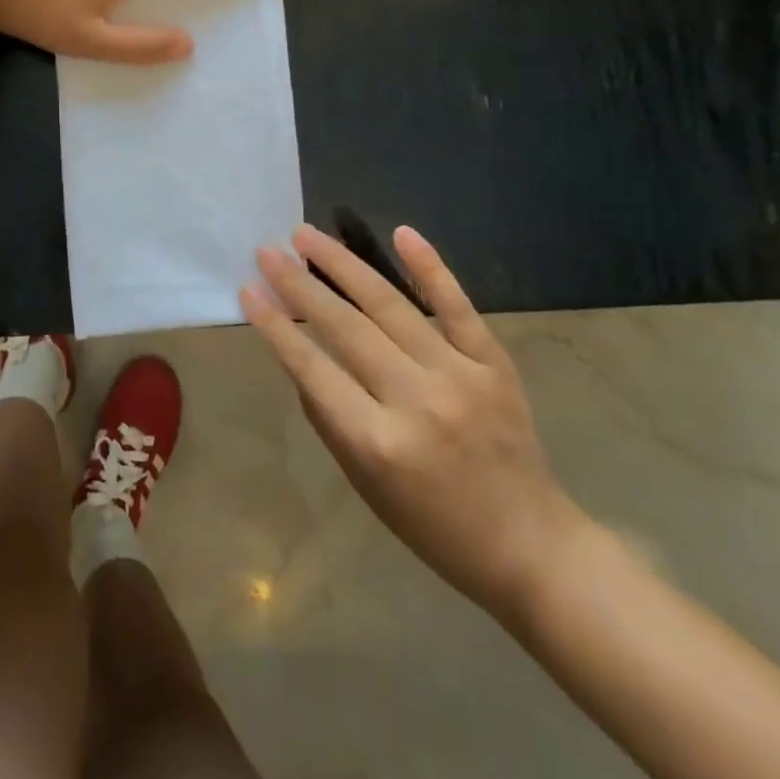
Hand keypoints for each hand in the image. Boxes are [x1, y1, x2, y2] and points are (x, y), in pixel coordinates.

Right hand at [243, 224, 586, 617]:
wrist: (530, 546)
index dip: (276, 326)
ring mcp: (459, 376)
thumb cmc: (433, 525)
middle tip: (269, 251)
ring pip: (391, 305)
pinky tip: (401, 233)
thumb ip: (329, 417)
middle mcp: (416, 401)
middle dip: (299, 284)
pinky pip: (457, 307)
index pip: (312, 369)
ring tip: (307, 235)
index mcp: (378, 443)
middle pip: (346, 327)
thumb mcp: (364, 484)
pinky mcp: (493, 364)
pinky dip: (430, 267)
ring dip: (343, 264)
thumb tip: (300, 356)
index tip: (249, 289)